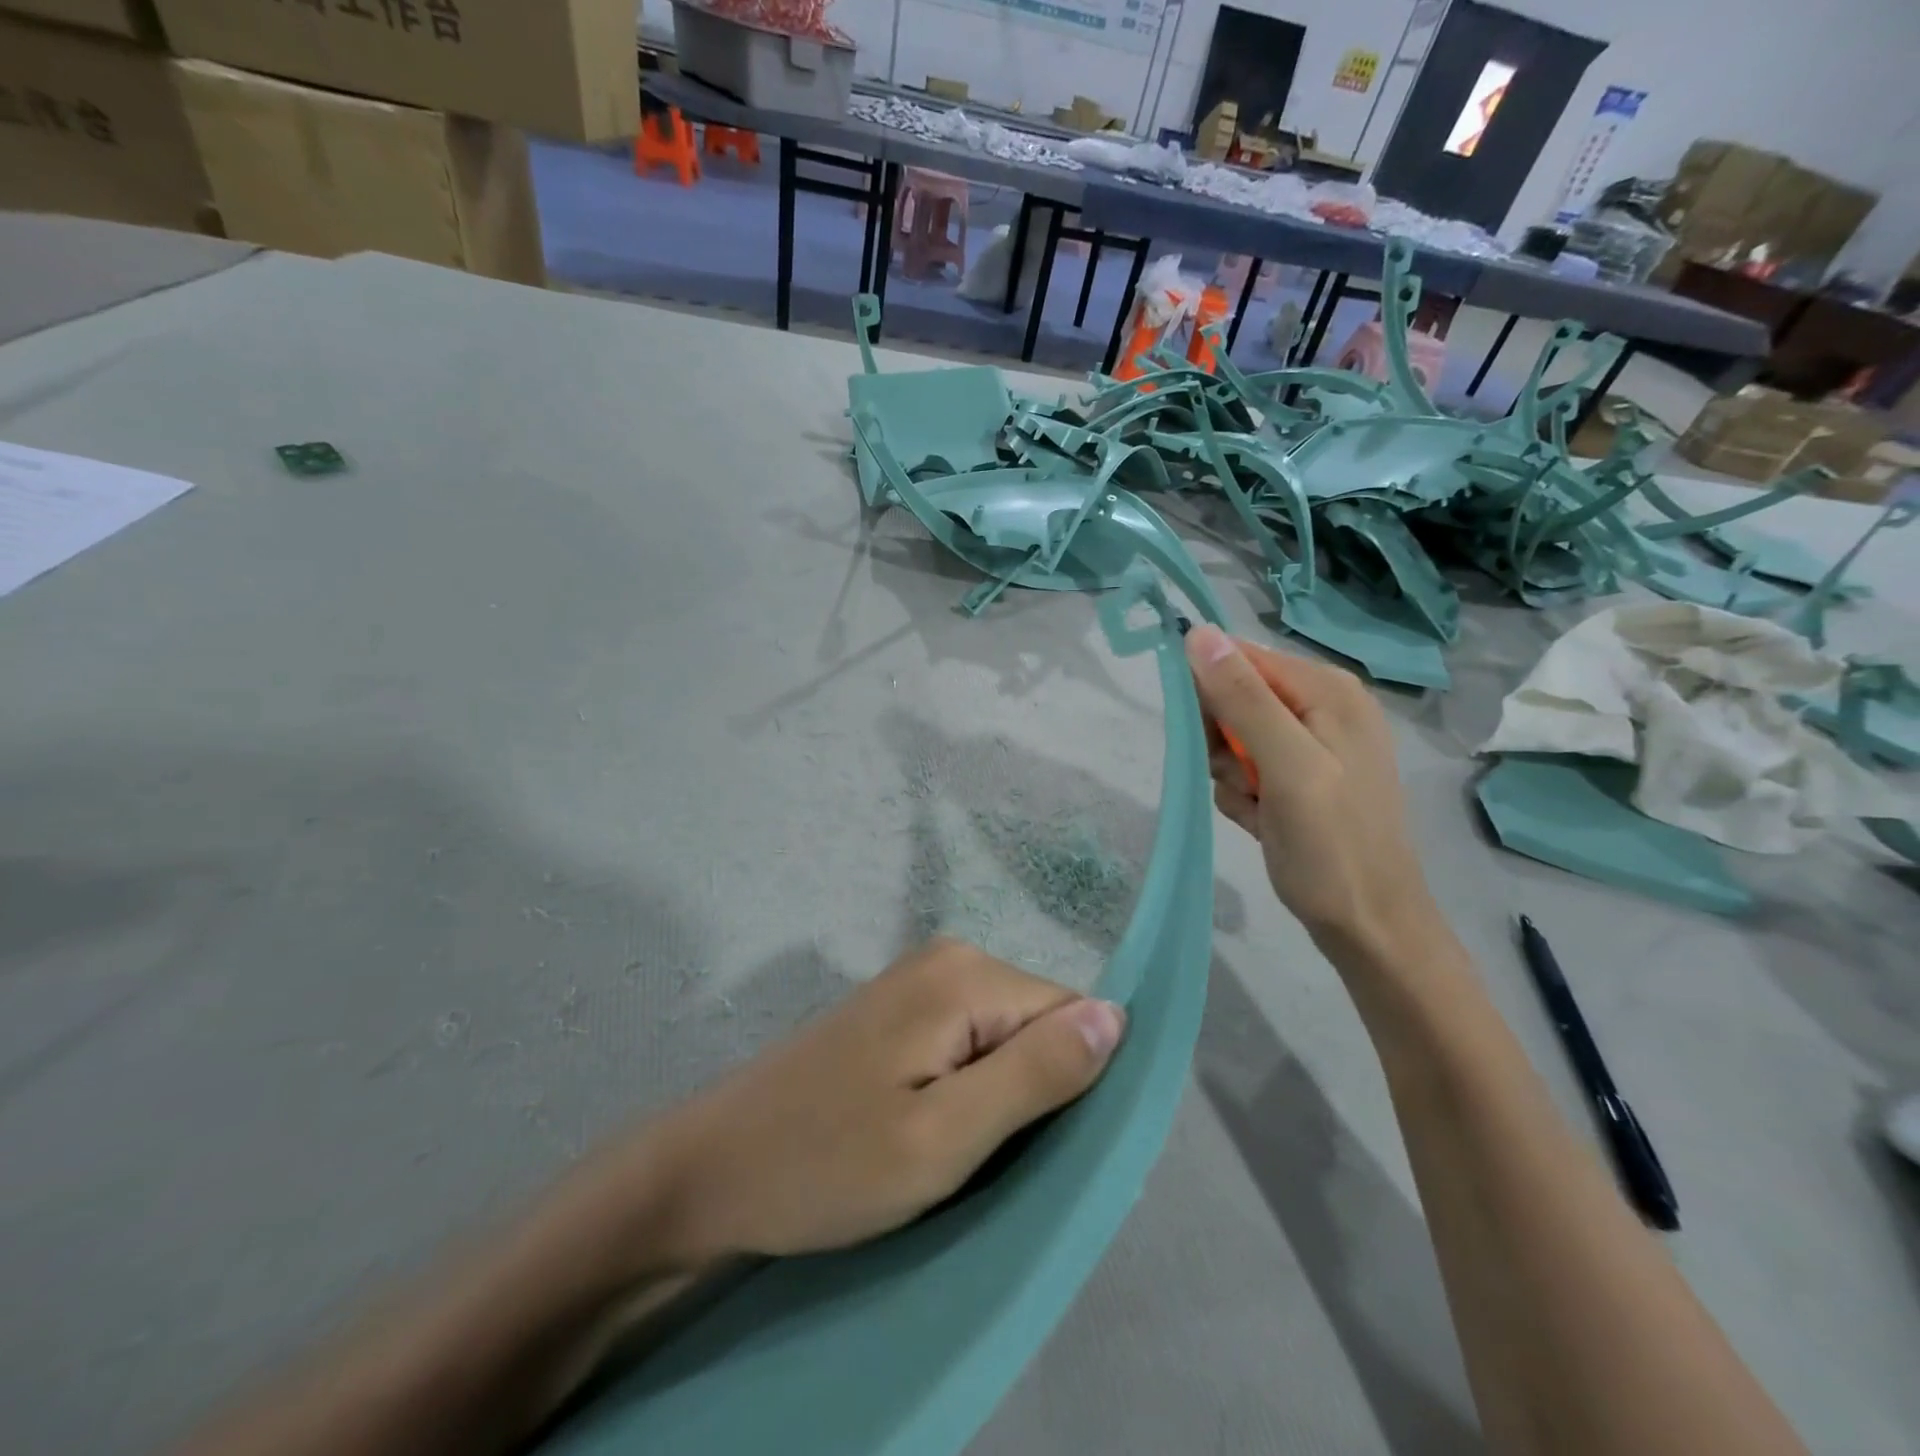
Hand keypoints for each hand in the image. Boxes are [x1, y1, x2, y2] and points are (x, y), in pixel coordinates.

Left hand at [636, 939, 1123, 1263]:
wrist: (713, 1168)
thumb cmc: (827, 1163)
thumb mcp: (945, 1137)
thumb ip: (1036, 1073)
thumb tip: (1117, 1017)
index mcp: (966, 975)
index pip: (1071, 1014)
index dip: (1066, 1087)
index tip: (1027, 1149)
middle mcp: (949, 958)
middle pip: (1038, 1023)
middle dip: (1029, 1094)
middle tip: (977, 1158)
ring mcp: (920, 980)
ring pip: (1005, 1038)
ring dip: (997, 1099)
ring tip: (949, 1151)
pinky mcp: (900, 1010)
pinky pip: (970, 1043)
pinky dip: (967, 1091)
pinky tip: (925, 1129)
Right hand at [1183, 624, 1439, 960]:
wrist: (1369, 926)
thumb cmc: (1332, 847)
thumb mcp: (1287, 767)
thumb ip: (1244, 699)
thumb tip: (1199, 633)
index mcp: (1328, 690)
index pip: (1240, 658)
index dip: (1211, 693)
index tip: (1207, 738)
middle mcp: (1322, 707)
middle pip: (1235, 698)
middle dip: (1224, 742)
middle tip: (1244, 780)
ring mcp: (1313, 744)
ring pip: (1233, 738)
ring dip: (1230, 774)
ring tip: (1257, 806)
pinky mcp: (1302, 777)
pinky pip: (1246, 768)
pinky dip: (1243, 795)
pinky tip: (1261, 820)